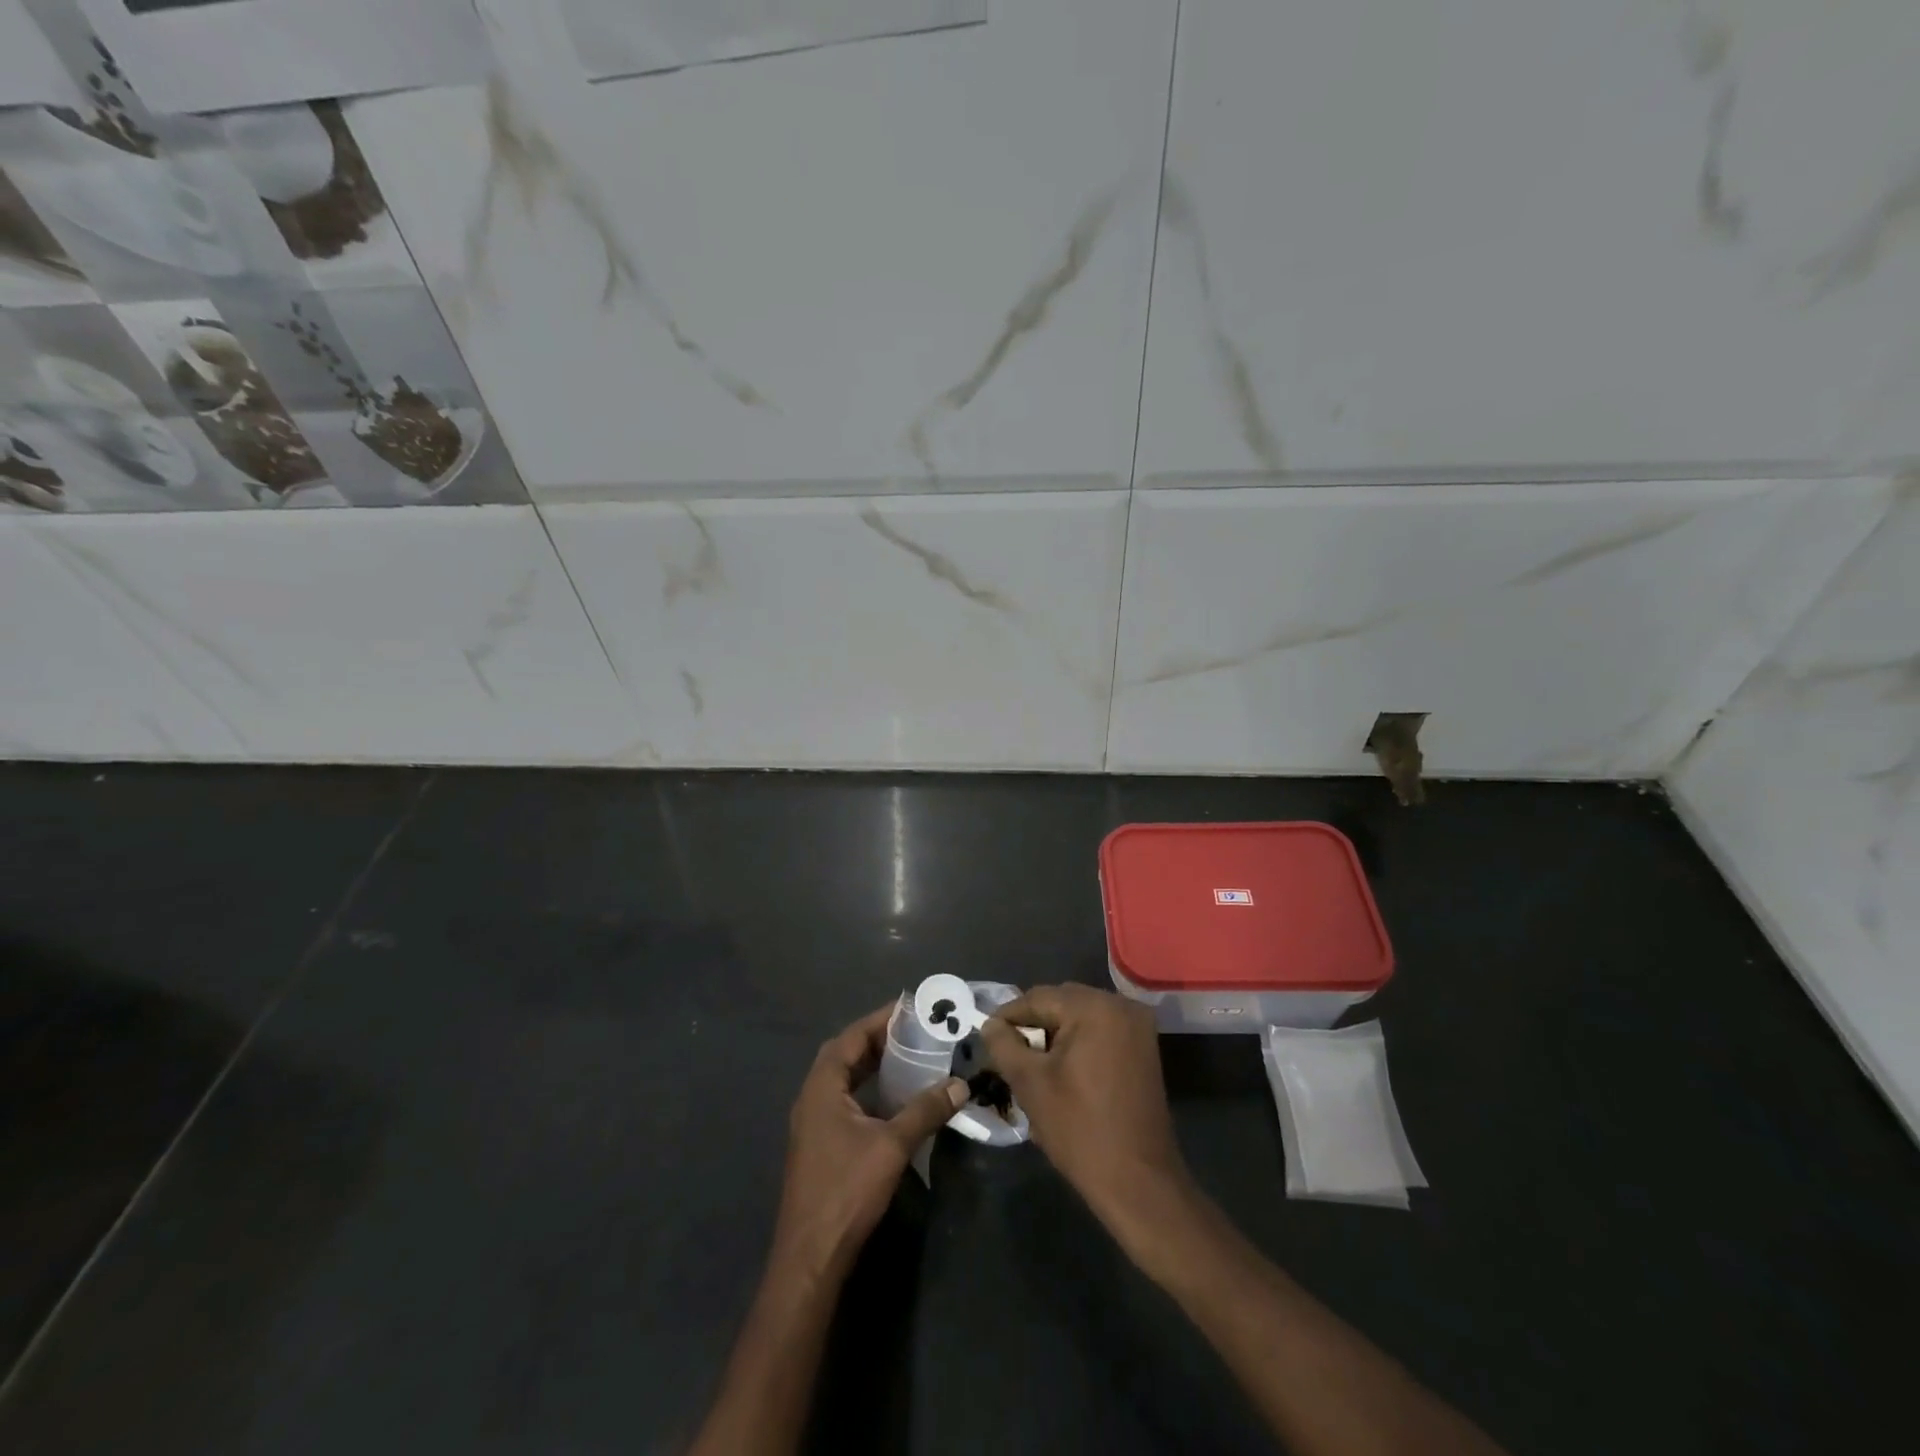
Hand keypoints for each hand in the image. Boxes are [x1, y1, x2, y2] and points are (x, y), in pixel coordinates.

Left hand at [774, 1003, 966, 1279]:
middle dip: (877, 1039)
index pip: (851, 1037)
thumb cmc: (847, 1190)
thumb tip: (960, 1084)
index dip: (880, 1020)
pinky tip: (893, 1098)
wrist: (812, 1254)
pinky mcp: (819, 1143)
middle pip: (844, 1053)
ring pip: (843, 1078)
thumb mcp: (892, 1146)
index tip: (910, 1008)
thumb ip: (925, 1110)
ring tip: (909, 1056)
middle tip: (914, 1030)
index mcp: (822, 1087)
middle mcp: (812, 1097)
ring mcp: (813, 1122)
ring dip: (872, 1064)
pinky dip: (868, 1089)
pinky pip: (844, 1099)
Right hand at [980, 984, 1192, 1233]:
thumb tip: (990, 1024)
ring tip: (1030, 1063)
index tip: (986, 1036)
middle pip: (1061, 1003)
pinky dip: (1078, 1044)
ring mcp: (1137, 1027)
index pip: (1037, 997)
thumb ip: (1004, 1045)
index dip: (1008, 1017)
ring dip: (1054, 1035)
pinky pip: (1100, 1032)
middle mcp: (1121, 1005)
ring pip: (1080, 1018)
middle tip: (1007, 1052)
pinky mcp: (1144, 1048)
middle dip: (1032, 1025)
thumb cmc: (1080, 1130)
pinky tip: (1060, 1071)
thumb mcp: (1030, 1084)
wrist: (1139, 1183)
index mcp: (1094, 1007)